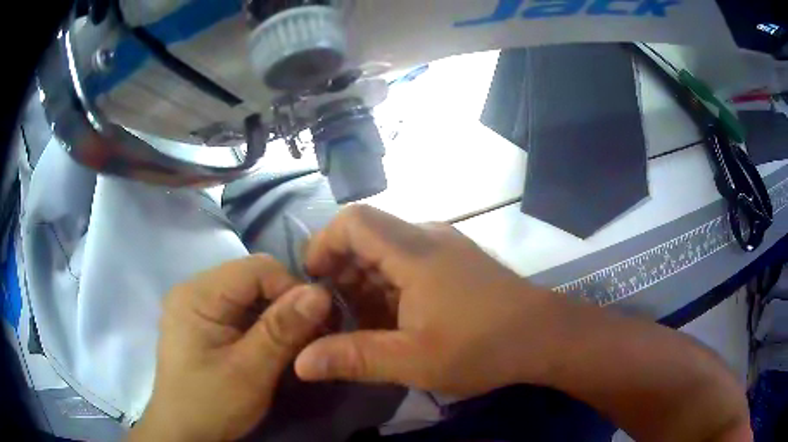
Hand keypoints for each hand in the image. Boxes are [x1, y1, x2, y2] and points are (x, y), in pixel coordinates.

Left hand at [129, 256, 331, 441]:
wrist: (183, 433)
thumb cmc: (211, 405)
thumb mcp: (250, 372)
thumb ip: (282, 331)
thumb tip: (321, 293)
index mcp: (198, 294)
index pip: (256, 268)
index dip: (292, 289)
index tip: (318, 322)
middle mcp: (195, 290)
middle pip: (253, 279)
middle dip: (287, 304)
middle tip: (312, 337)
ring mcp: (198, 306)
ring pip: (250, 296)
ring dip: (277, 317)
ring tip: (295, 345)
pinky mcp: (204, 323)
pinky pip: (241, 312)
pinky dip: (263, 327)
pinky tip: (272, 348)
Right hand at [294, 206, 558, 397]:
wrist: (546, 337)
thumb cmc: (483, 347)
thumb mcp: (413, 361)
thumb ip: (354, 358)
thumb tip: (301, 362)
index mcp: (414, 251)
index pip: (353, 221)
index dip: (324, 244)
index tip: (313, 282)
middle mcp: (428, 237)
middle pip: (368, 235)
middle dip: (343, 271)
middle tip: (336, 313)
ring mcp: (446, 247)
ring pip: (388, 250)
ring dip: (367, 281)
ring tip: (364, 322)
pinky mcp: (457, 261)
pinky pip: (410, 261)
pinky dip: (391, 284)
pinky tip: (395, 318)